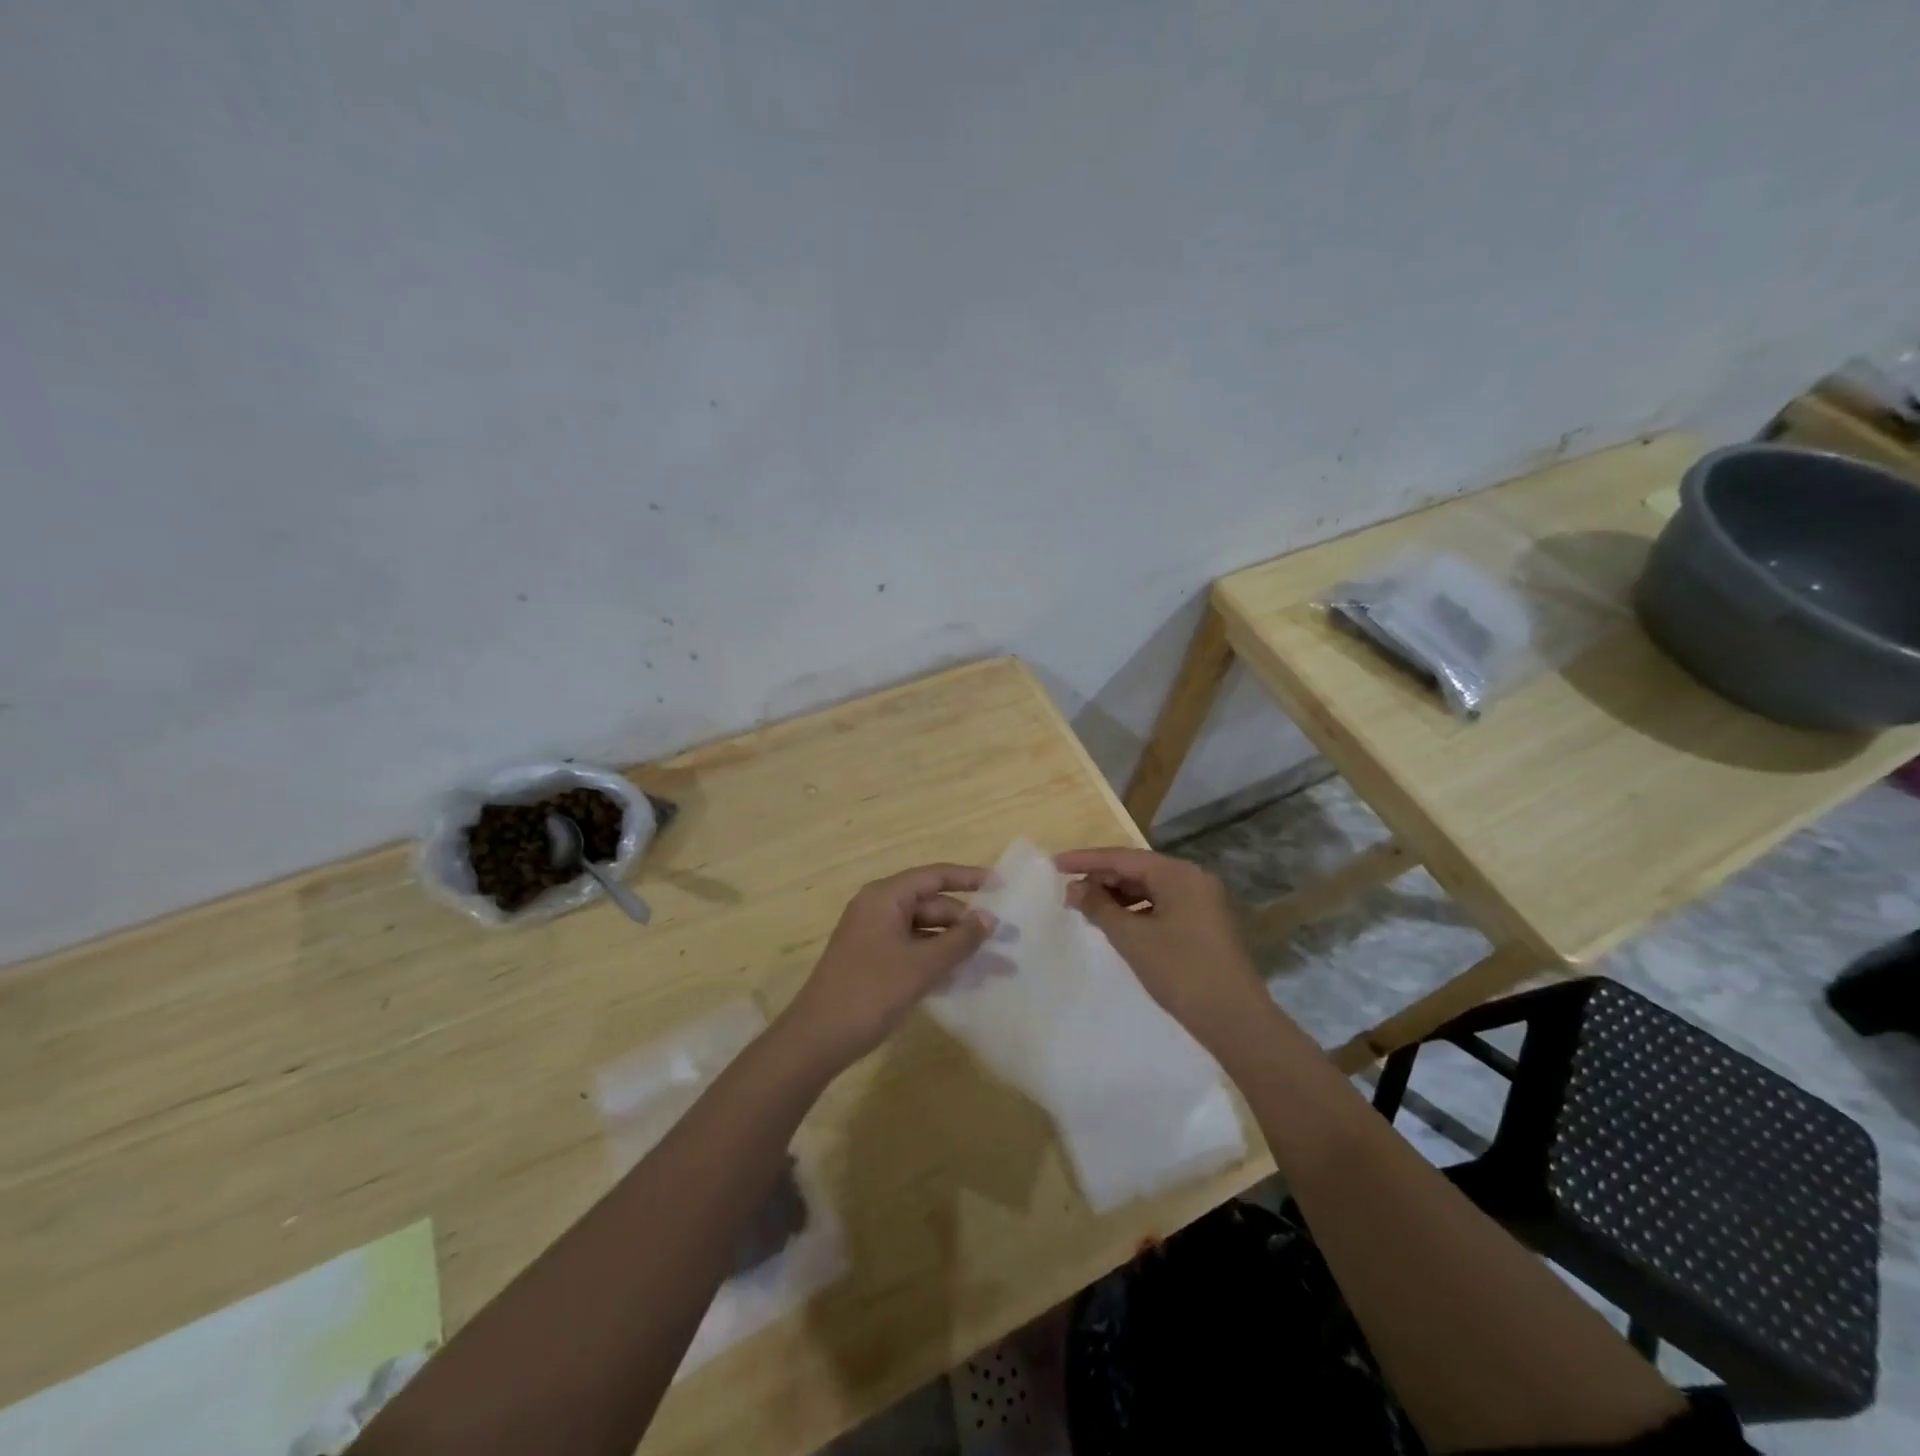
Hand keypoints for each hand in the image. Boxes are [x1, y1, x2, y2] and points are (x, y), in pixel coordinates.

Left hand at [780, 863, 993, 1070]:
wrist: (818, 1038)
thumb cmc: (871, 992)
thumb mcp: (922, 965)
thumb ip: (959, 940)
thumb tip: (989, 919)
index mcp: (885, 897)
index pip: (934, 876)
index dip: (969, 879)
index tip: (1002, 886)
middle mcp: (879, 908)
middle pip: (932, 905)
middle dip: (968, 922)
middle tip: (1005, 938)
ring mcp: (875, 936)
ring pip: (925, 930)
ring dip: (956, 945)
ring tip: (995, 962)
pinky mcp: (875, 961)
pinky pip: (914, 949)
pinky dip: (938, 958)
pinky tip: (966, 975)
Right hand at [1056, 847, 1270, 1052]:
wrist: (1236, 1020)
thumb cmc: (1181, 972)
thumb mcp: (1132, 938)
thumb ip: (1099, 907)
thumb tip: (1074, 888)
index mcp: (1178, 874)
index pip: (1122, 858)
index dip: (1085, 860)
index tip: (1055, 864)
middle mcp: (1192, 879)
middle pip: (1137, 869)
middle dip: (1101, 879)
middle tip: (1067, 890)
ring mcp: (1202, 901)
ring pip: (1149, 888)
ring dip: (1117, 896)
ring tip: (1086, 908)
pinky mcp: (1204, 923)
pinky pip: (1162, 905)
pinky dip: (1136, 910)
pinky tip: (1117, 924)